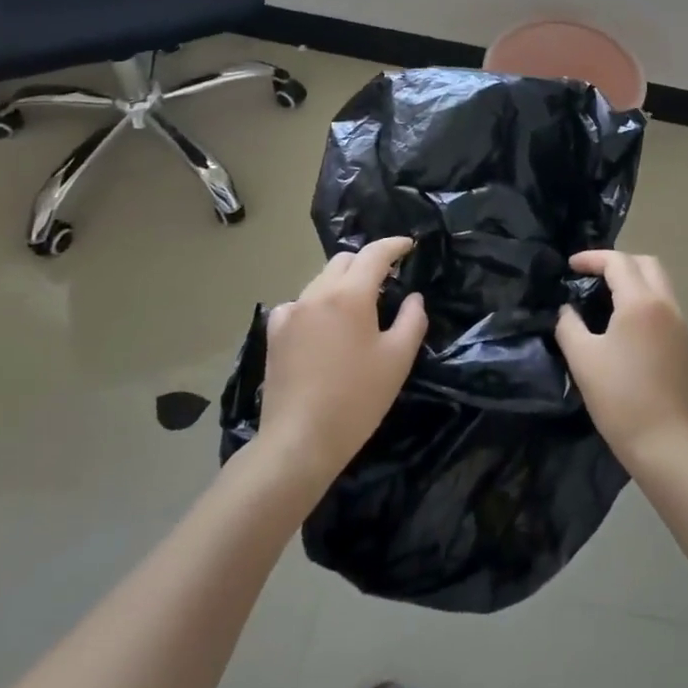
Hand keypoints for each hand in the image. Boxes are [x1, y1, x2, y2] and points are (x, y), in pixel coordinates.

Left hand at [258, 237, 426, 487]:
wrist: (299, 442)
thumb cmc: (356, 400)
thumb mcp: (397, 360)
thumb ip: (412, 320)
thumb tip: (413, 298)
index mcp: (350, 294)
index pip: (375, 253)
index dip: (394, 245)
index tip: (409, 246)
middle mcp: (317, 293)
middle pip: (344, 261)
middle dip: (367, 262)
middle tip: (386, 280)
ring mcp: (291, 312)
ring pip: (321, 280)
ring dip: (342, 283)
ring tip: (357, 307)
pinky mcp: (274, 333)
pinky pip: (300, 303)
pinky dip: (317, 304)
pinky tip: (323, 327)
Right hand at [555, 251, 687, 477]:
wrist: (663, 443)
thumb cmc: (619, 398)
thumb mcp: (581, 358)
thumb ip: (568, 324)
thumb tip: (567, 309)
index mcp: (640, 302)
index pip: (618, 261)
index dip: (592, 258)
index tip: (570, 266)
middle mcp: (665, 304)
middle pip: (645, 263)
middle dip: (617, 262)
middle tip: (591, 276)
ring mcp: (679, 323)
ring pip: (659, 282)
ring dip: (633, 279)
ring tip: (605, 296)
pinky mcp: (684, 343)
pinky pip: (664, 303)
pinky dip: (644, 298)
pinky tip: (625, 321)